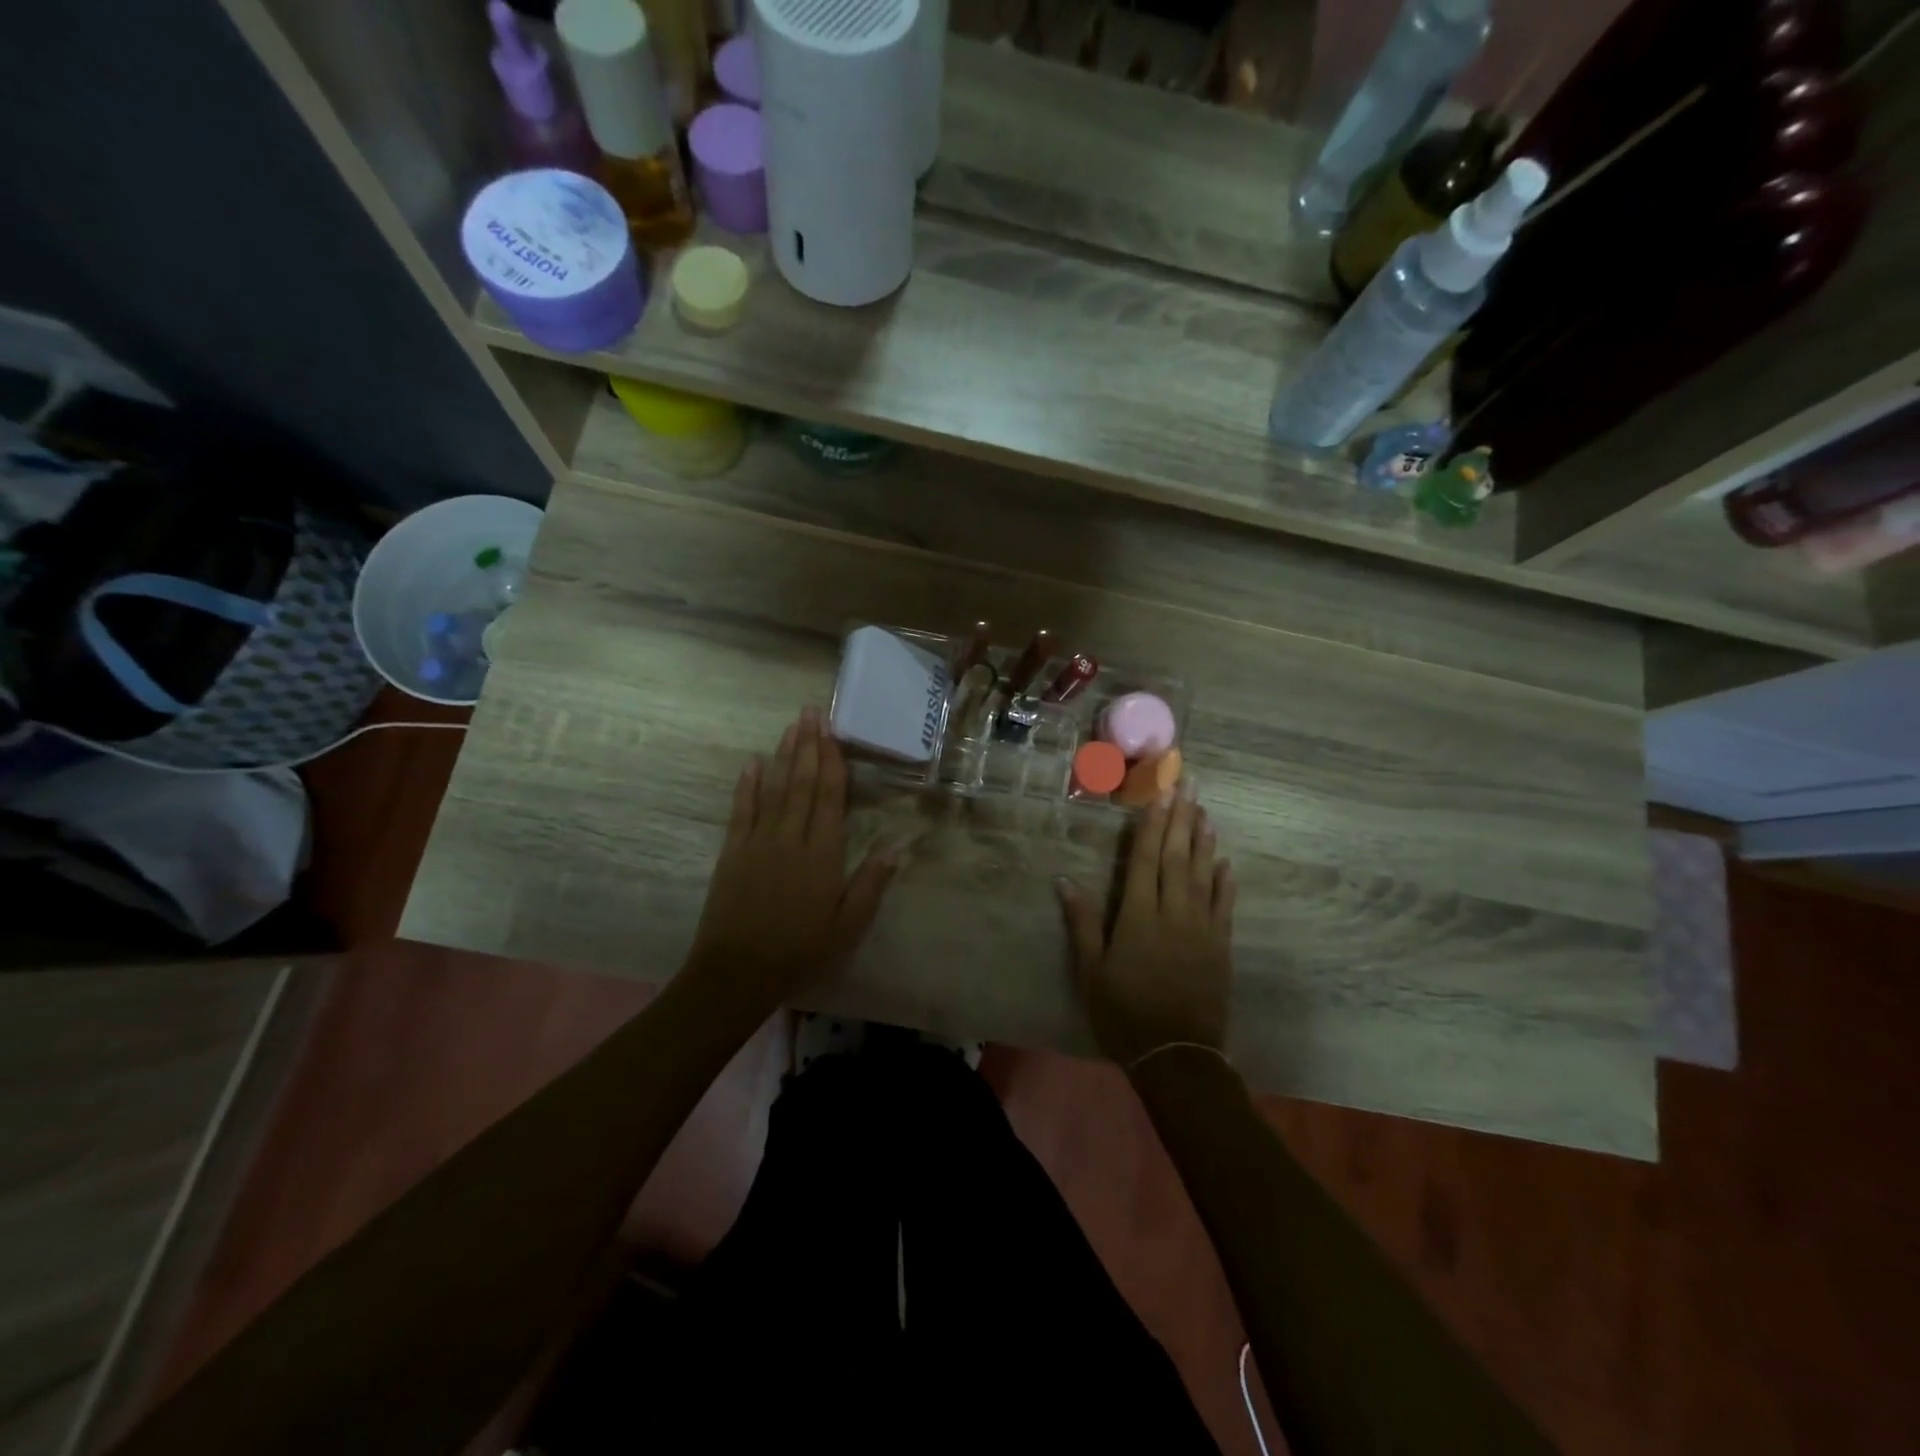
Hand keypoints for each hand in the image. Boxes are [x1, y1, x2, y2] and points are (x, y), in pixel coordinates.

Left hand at [686, 706, 897, 1009]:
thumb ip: (871, 884)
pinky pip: (742, 810)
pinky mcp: (733, 853)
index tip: (832, 732)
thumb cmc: (800, 952)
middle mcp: (791, 838)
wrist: (737, 973)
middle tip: (811, 712)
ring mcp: (758, 842)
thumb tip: (897, 846)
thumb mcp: (848, 926)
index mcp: (823, 854)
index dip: (832, 762)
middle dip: (808, 745)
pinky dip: (747, 785)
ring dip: (783, 756)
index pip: (829, 797)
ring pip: (774, 789)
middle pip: (802, 783)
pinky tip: (752, 763)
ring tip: (791, 726)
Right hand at [1056, 789, 1235, 1067]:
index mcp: (1138, 916)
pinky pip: (1224, 905)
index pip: (1145, 859)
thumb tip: (1065, 880)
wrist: (1176, 1055)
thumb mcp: (1091, 971)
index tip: (1160, 794)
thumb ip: (1082, 923)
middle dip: (1181, 818)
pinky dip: (1225, 881)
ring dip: (1204, 840)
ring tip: (1206, 810)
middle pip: (1177, 857)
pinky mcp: (1220, 946)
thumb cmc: (1124, 1012)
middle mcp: (1173, 913)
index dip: (1152, 824)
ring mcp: (1202, 928)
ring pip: (1204, 874)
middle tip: (1189, 784)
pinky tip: (1226, 862)